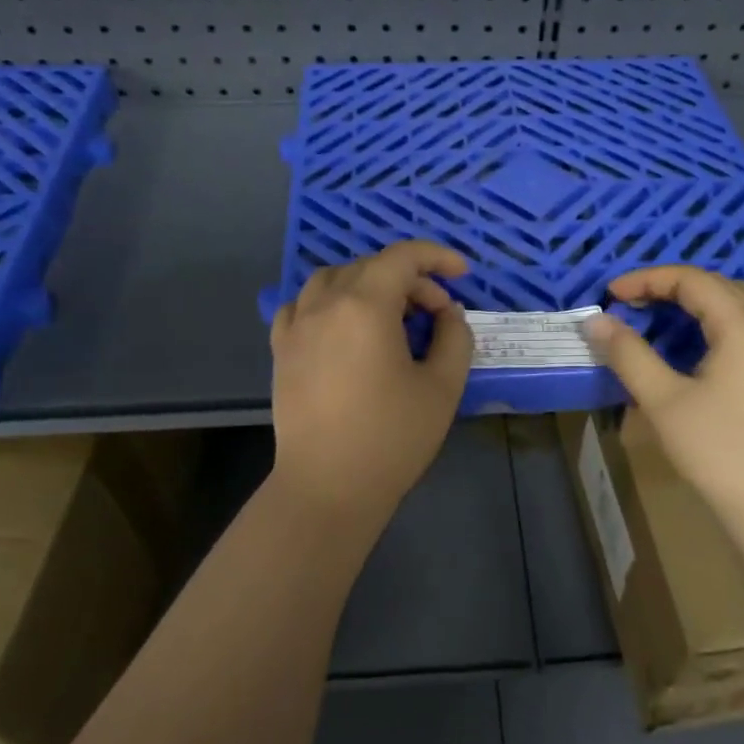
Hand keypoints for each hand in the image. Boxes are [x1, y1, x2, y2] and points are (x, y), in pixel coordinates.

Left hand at [269, 241, 474, 529]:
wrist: (327, 486)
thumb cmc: (391, 437)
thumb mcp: (443, 386)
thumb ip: (454, 337)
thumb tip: (448, 314)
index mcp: (365, 306)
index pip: (402, 258)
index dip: (437, 257)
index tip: (462, 273)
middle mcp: (325, 304)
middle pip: (371, 267)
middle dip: (411, 280)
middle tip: (437, 314)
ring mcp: (297, 325)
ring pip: (333, 278)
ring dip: (368, 284)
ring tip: (391, 314)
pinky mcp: (282, 349)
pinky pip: (303, 304)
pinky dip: (329, 301)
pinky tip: (344, 325)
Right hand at [583, 266, 743, 544]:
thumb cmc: (715, 450)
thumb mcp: (661, 399)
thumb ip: (628, 354)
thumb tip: (597, 320)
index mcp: (740, 329)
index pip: (692, 282)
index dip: (648, 280)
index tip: (613, 294)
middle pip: (725, 287)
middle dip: (678, 285)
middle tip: (639, 302)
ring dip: (727, 294)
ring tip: (697, 303)